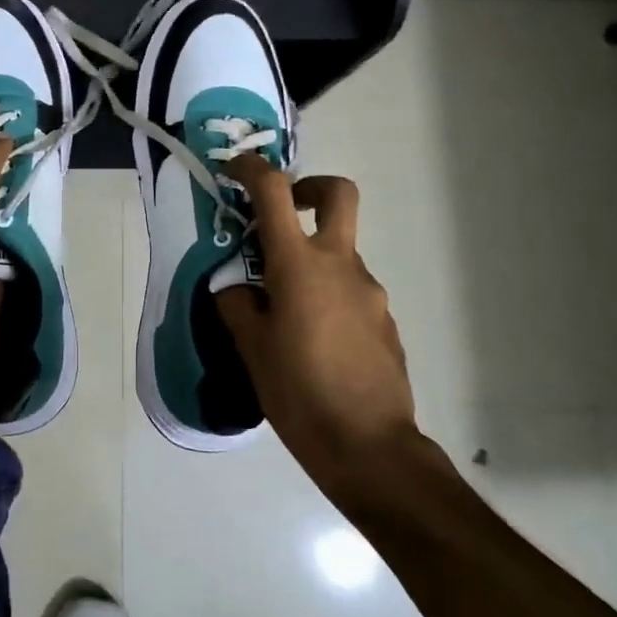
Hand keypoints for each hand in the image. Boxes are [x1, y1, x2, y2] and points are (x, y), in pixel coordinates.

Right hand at [217, 156, 415, 493]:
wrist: (370, 447)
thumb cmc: (299, 394)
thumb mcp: (251, 349)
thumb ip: (237, 304)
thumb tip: (236, 285)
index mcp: (299, 265)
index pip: (275, 192)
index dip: (251, 169)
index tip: (233, 170)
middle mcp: (341, 266)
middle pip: (337, 195)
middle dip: (308, 188)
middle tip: (282, 213)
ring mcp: (369, 292)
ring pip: (339, 252)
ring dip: (311, 260)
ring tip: (282, 311)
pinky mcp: (384, 319)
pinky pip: (350, 290)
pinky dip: (327, 295)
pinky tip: (312, 340)